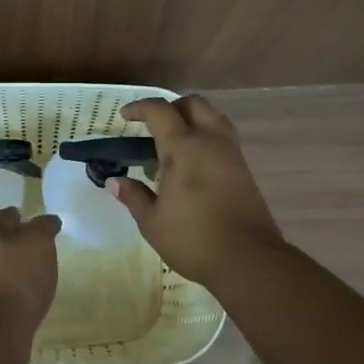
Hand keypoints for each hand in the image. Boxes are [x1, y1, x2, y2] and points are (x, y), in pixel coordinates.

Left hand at [0, 207, 61, 346]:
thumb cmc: (17, 277)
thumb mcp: (38, 242)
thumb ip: (43, 228)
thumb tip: (48, 220)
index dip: (13, 215)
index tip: (26, 216)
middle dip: (13, 243)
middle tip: (36, 245)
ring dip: (14, 269)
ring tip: (37, 273)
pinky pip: (2, 293)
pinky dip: (15, 291)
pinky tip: (29, 297)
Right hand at [109, 96, 283, 286]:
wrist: (248, 259)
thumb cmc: (193, 239)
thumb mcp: (152, 222)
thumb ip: (133, 196)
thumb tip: (114, 182)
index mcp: (183, 148)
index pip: (160, 111)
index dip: (140, 108)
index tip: (125, 116)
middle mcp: (210, 141)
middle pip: (193, 104)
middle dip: (171, 107)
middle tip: (153, 125)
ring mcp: (232, 154)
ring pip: (214, 117)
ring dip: (193, 119)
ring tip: (176, 142)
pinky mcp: (245, 169)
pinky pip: (224, 138)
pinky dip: (207, 137)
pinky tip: (195, 164)